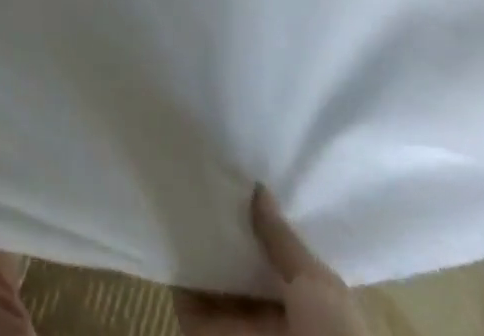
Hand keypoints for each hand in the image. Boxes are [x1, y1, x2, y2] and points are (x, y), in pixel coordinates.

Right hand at [173, 186, 366, 335]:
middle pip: (238, 257)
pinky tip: (163, 213)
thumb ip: (284, 241)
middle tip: (199, 164)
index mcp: (305, 306)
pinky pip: (181, 285)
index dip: (260, 217)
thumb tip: (258, 188)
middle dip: (222, 220)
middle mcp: (267, 312)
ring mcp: (232, 322)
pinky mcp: (199, 326)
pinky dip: (173, 256)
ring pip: (207, 267)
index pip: (277, 253)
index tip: (238, 170)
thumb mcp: (320, 288)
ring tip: (175, 177)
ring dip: (193, 234)